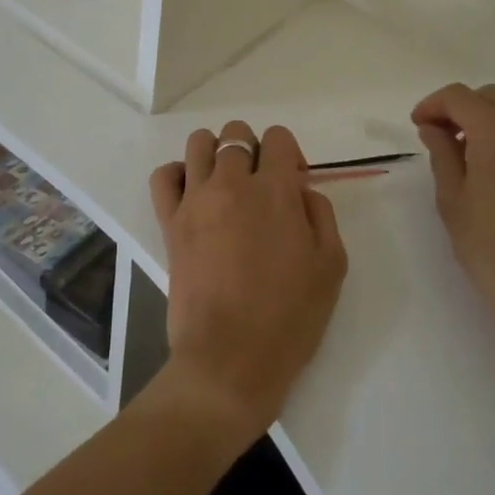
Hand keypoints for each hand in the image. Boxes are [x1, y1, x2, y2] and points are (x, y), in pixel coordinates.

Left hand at [148, 121, 346, 449]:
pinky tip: (193, 193)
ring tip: (226, 184)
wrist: (230, 361)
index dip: (289, 154)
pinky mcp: (170, 222)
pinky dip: (177, 173)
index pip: (278, 138)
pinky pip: (164, 175)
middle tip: (261, 187)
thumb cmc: (288, 318)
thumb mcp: (331, 266)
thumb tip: (300, 190)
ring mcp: (196, 200)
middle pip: (237, 134)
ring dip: (216, 153)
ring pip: (199, 143)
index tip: (293, 184)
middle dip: (254, 151)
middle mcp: (232, 183)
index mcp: (274, 191)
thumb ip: (321, 214)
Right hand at [412, 83, 494, 335]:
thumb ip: (441, 152)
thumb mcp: (452, 198)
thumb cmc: (490, 248)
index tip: (418, 126)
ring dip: (491, 118)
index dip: (433, 105)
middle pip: (490, 97)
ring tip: (472, 151)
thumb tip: (433, 127)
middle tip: (441, 136)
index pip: (459, 97)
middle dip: (462, 108)